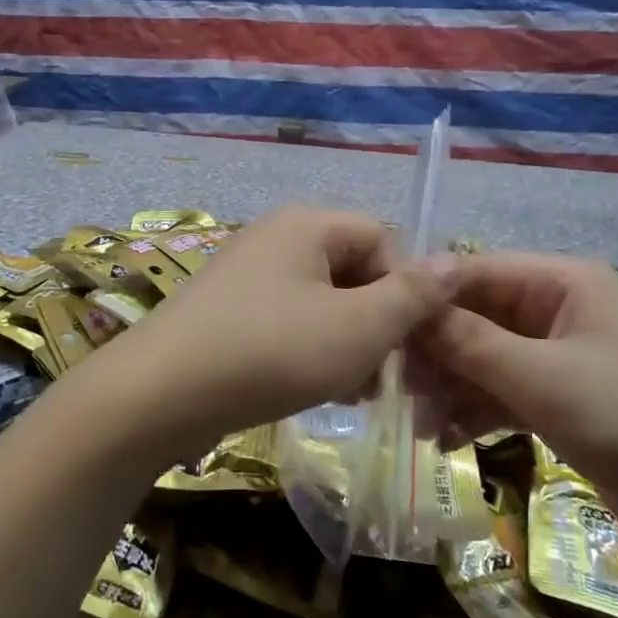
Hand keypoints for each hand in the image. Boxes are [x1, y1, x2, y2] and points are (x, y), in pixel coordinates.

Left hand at [87, 206, 459, 464]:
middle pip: (352, 270)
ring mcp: (247, 274)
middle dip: (377, 323)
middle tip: (385, 377)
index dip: (405, 289)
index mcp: (308, 224)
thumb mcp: (358, 327)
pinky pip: (288, 320)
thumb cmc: (271, 351)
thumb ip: (413, 295)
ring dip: (348, 343)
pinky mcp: (228, 311)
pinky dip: (311, 350)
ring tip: (355, 392)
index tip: (409, 343)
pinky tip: (318, 390)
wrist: (161, 394)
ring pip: (322, 302)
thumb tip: (456, 259)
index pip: (383, 239)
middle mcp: (276, 237)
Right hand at [414, 252, 617, 576]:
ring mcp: (560, 358)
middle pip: (475, 317)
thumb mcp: (545, 378)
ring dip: (451, 387)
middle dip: (436, 351)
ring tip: (422, 424)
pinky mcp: (563, 402)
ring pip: (484, 359)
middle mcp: (558, 310)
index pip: (474, 272)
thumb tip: (409, 306)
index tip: (380, 328)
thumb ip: (471, 342)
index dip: (427, 297)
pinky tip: (447, 440)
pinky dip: (475, 412)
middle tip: (398, 388)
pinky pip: (503, 393)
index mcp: (562, 283)